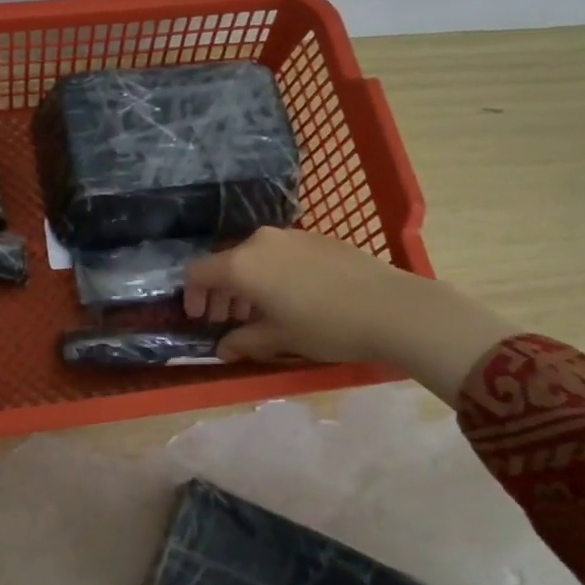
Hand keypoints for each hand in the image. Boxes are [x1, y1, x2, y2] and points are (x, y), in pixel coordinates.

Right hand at [182, 227, 521, 407]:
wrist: (393, 307)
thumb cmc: (325, 326)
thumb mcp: (278, 339)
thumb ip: (243, 341)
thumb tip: (223, 348)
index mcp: (242, 264)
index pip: (198, 273)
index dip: (191, 296)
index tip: (199, 318)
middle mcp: (260, 242)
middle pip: (225, 263)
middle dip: (220, 293)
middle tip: (226, 320)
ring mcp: (290, 236)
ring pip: (253, 257)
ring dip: (246, 284)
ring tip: (258, 313)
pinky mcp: (317, 238)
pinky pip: (279, 254)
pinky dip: (271, 274)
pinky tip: (291, 298)